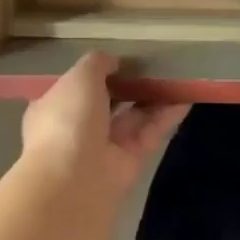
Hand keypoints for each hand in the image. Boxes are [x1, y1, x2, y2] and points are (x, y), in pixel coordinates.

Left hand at [20, 52, 188, 201]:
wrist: (73, 181)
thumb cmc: (67, 120)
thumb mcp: (79, 77)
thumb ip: (97, 63)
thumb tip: (113, 61)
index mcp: (53, 107)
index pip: (75, 87)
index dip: (96, 72)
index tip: (120, 58)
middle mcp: (77, 128)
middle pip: (107, 102)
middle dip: (129, 85)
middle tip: (154, 64)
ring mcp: (104, 147)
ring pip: (132, 117)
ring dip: (152, 98)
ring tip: (177, 75)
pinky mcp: (130, 162)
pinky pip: (150, 133)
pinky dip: (166, 116)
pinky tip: (185, 98)